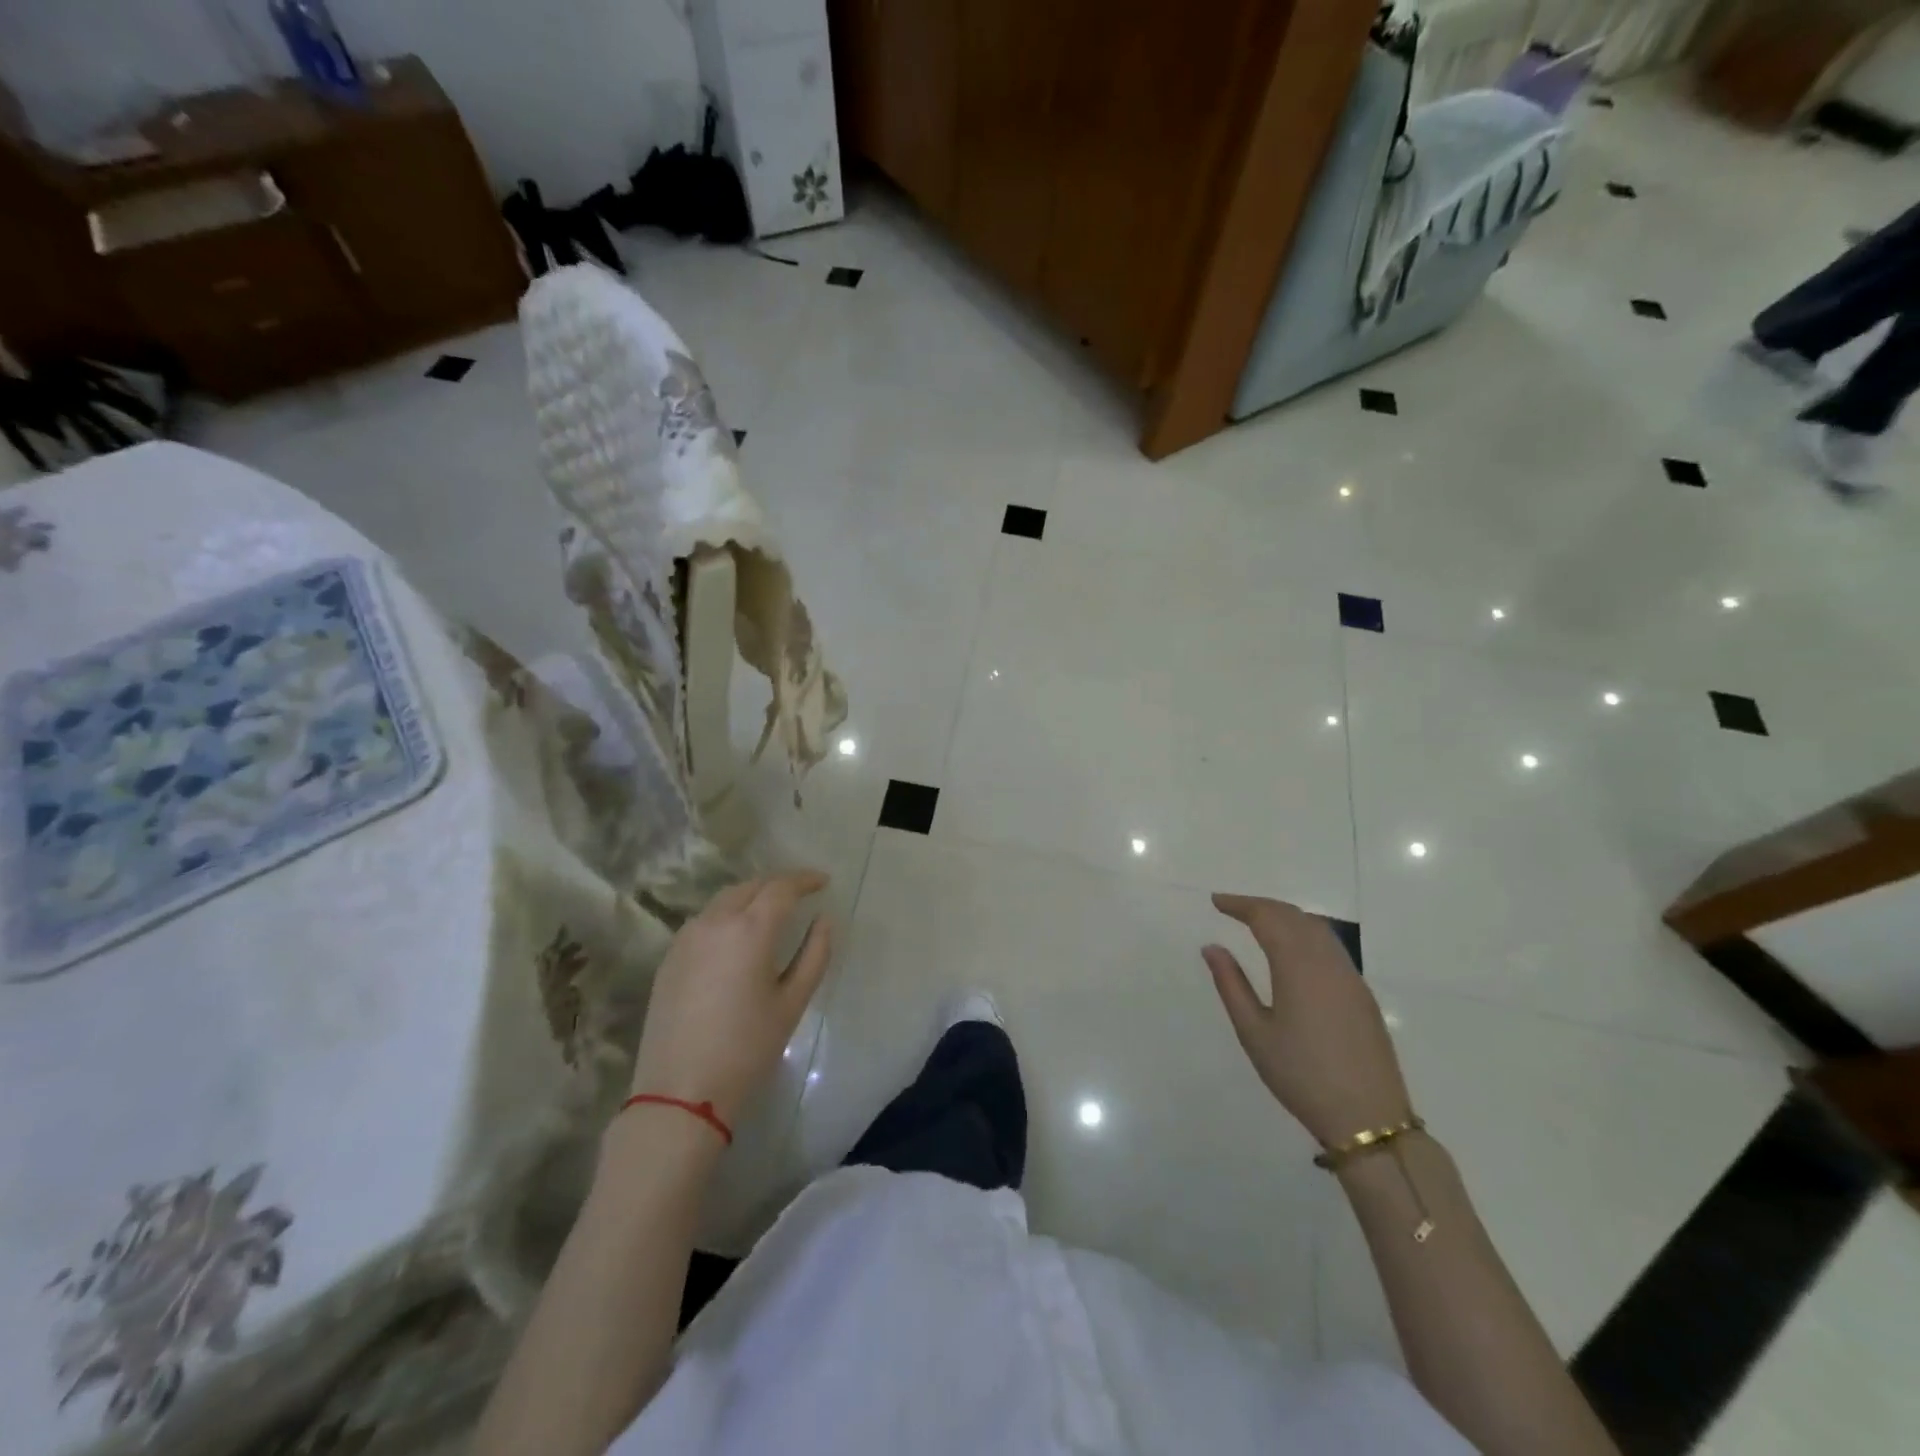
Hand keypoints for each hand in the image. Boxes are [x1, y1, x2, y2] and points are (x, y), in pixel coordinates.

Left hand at [629, 871, 832, 1126]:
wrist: (680, 1091)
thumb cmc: (747, 1048)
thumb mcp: (792, 1002)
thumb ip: (814, 954)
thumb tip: (823, 920)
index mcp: (750, 930)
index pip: (782, 888)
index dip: (805, 879)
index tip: (824, 881)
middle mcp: (715, 922)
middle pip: (751, 886)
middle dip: (778, 884)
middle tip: (801, 893)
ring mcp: (686, 938)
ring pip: (725, 900)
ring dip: (751, 896)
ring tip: (772, 909)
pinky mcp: (670, 957)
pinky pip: (705, 920)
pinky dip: (728, 914)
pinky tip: (738, 935)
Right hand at [1203, 893, 1413, 1147]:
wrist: (1369, 1119)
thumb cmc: (1301, 1076)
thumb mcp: (1254, 1032)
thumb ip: (1231, 984)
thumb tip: (1212, 947)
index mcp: (1299, 967)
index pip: (1268, 918)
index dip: (1241, 905)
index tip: (1216, 901)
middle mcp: (1328, 962)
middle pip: (1294, 916)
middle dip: (1262, 906)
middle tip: (1232, 908)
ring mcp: (1350, 977)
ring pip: (1317, 928)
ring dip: (1286, 916)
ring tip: (1259, 922)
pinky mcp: (1362, 994)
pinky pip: (1331, 946)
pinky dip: (1306, 933)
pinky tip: (1293, 949)